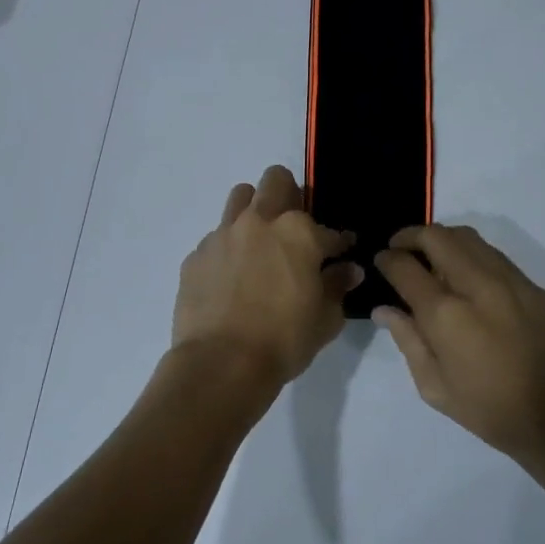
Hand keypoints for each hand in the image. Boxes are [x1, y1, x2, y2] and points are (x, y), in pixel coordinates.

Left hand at [172, 166, 362, 387]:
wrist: (221, 363)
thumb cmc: (283, 341)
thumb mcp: (325, 319)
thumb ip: (337, 287)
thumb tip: (348, 270)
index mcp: (298, 233)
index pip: (329, 230)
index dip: (339, 242)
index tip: (341, 253)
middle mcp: (259, 222)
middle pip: (276, 181)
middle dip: (290, 194)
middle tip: (294, 226)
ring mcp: (222, 235)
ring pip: (240, 198)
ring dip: (254, 210)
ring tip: (259, 241)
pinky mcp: (196, 255)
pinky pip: (216, 238)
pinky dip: (229, 249)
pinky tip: (231, 278)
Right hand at [373, 225, 544, 470]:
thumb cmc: (491, 412)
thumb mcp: (435, 388)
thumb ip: (408, 340)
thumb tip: (384, 309)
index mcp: (446, 315)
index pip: (405, 266)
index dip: (386, 259)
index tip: (381, 261)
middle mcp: (477, 286)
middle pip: (437, 236)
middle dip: (411, 236)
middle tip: (400, 249)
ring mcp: (511, 282)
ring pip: (469, 237)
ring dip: (442, 240)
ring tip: (432, 257)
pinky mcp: (535, 288)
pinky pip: (495, 256)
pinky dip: (472, 254)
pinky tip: (467, 276)